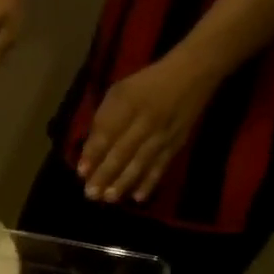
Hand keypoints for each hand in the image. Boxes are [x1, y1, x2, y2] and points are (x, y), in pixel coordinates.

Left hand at [78, 53, 218, 202]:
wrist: (192, 74)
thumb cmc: (146, 84)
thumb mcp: (119, 92)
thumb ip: (104, 119)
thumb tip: (89, 150)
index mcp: (128, 103)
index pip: (108, 131)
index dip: (94, 153)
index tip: (81, 172)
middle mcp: (145, 121)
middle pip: (122, 151)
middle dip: (105, 174)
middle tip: (91, 194)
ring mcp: (162, 135)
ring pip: (141, 162)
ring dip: (123, 183)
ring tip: (109, 198)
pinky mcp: (176, 144)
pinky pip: (161, 166)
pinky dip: (150, 182)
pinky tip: (137, 198)